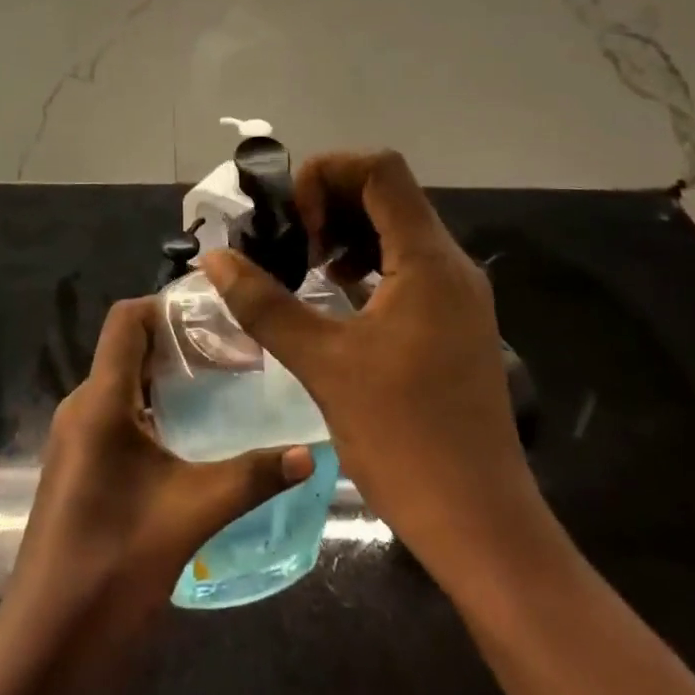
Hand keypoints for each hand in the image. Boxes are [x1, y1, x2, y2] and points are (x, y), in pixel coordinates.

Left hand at [0, 297, 312, 694]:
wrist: (44, 651)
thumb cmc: (112, 566)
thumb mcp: (191, 515)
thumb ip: (252, 477)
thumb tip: (312, 451)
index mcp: (100, 400)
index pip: (126, 319)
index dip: (167, 305)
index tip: (217, 314)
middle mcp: (83, 407)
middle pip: (129, 348)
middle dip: (179, 342)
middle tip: (236, 352)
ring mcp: (77, 439)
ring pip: (125, 384)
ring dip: (169, 379)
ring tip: (224, 387)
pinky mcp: (80, 467)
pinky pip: (119, 416)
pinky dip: (156, 410)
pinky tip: (195, 437)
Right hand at [200, 150, 545, 596]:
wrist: (480, 524)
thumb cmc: (403, 438)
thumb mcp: (323, 364)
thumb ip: (265, 303)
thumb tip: (215, 259)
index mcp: (427, 260)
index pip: (380, 170)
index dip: (328, 174)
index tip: (293, 221)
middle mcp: (450, 264)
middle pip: (388, 193)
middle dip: (331, 202)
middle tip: (291, 243)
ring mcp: (457, 294)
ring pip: (398, 229)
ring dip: (347, 232)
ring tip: (307, 267)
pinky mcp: (454, 321)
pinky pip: (407, 265)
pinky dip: (367, 263)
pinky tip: (335, 295)